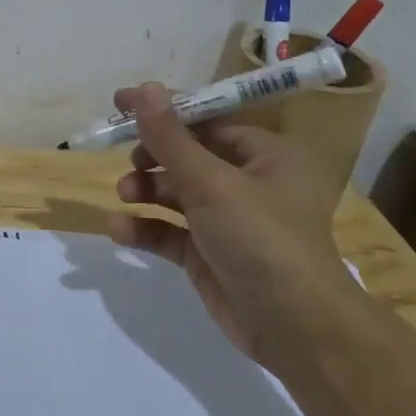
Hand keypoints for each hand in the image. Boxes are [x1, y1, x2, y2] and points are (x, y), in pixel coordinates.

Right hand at [107, 81, 351, 366]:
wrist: (296, 328)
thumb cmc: (261, 238)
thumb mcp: (211, 182)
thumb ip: (171, 138)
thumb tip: (144, 88)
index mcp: (265, 155)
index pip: (208, 120)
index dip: (165, 109)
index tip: (122, 102)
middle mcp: (249, 183)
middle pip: (188, 155)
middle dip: (153, 156)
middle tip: (130, 161)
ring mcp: (228, 221)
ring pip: (176, 193)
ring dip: (146, 190)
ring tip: (124, 195)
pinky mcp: (209, 255)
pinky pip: (170, 231)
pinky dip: (146, 227)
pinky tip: (119, 230)